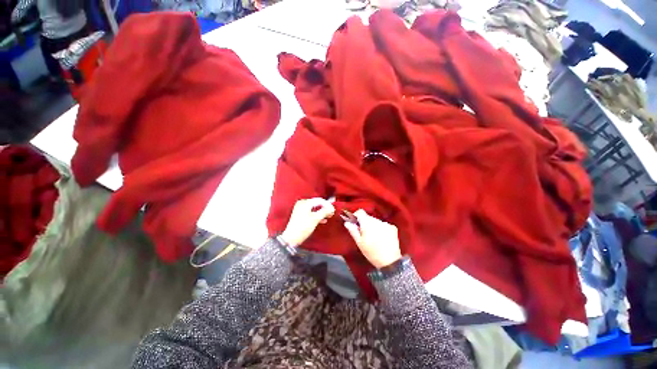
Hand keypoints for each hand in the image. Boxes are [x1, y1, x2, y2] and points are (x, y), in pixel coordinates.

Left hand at [280, 198, 334, 246]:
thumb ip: (324, 211)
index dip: (328, 205)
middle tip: (332, 213)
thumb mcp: (315, 219)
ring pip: (314, 208)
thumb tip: (331, 208)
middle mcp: (302, 204)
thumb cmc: (303, 227)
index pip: (319, 200)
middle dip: (325, 208)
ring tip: (328, 216)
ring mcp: (300, 209)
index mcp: (305, 202)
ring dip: (322, 212)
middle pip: (317, 204)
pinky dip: (317, 215)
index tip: (333, 210)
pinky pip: (311, 212)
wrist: (291, 238)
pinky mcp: (300, 215)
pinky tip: (323, 220)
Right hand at [343, 209, 401, 268]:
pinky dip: (381, 228)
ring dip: (373, 226)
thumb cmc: (372, 253)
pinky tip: (381, 238)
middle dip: (365, 223)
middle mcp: (377, 221)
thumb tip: (347, 222)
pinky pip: (383, 224)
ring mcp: (386, 224)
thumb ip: (353, 230)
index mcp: (368, 223)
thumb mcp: (359, 243)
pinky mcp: (393, 228)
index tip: (355, 222)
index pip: (360, 212)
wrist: (390, 262)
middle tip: (363, 233)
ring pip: (376, 221)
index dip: (356, 216)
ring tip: (373, 237)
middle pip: (368, 217)